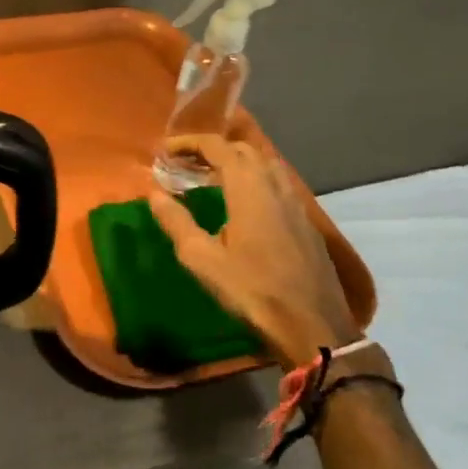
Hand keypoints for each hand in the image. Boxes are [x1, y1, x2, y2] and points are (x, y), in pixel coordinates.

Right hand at [148, 135, 358, 367]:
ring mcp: (295, 203)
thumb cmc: (252, 290)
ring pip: (264, 165)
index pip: (218, 147)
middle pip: (243, 150)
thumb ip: (176, 222)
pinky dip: (253, 180)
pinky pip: (277, 184)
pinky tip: (241, 205)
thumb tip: (154, 193)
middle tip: (184, 163)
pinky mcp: (305, 222)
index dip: (189, 143)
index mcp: (249, 188)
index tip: (165, 150)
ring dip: (235, 163)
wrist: (313, 326)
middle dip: (212, 150)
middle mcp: (275, 186)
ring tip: (210, 179)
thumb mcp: (202, 259)